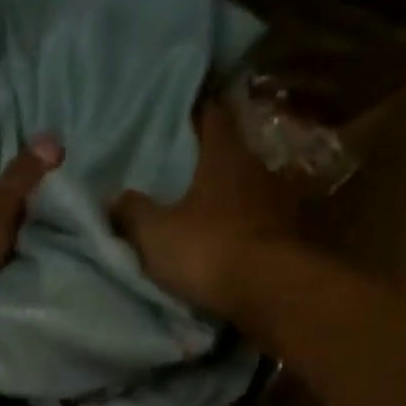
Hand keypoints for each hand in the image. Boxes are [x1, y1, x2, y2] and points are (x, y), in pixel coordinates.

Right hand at [112, 100, 300, 319]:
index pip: (212, 116)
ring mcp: (281, 204)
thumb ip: (133, 212)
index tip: (182, 114)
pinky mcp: (293, 238)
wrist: (271, 293)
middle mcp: (258, 169)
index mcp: (225, 156)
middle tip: (185, 172)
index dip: (197, 113)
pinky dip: (246, 231)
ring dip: (230, 201)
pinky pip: (262, 226)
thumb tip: (113, 196)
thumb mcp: (155, 235)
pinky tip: (230, 243)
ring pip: (249, 192)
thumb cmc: (209, 251)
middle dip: (211, 163)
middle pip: (232, 156)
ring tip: (205, 212)